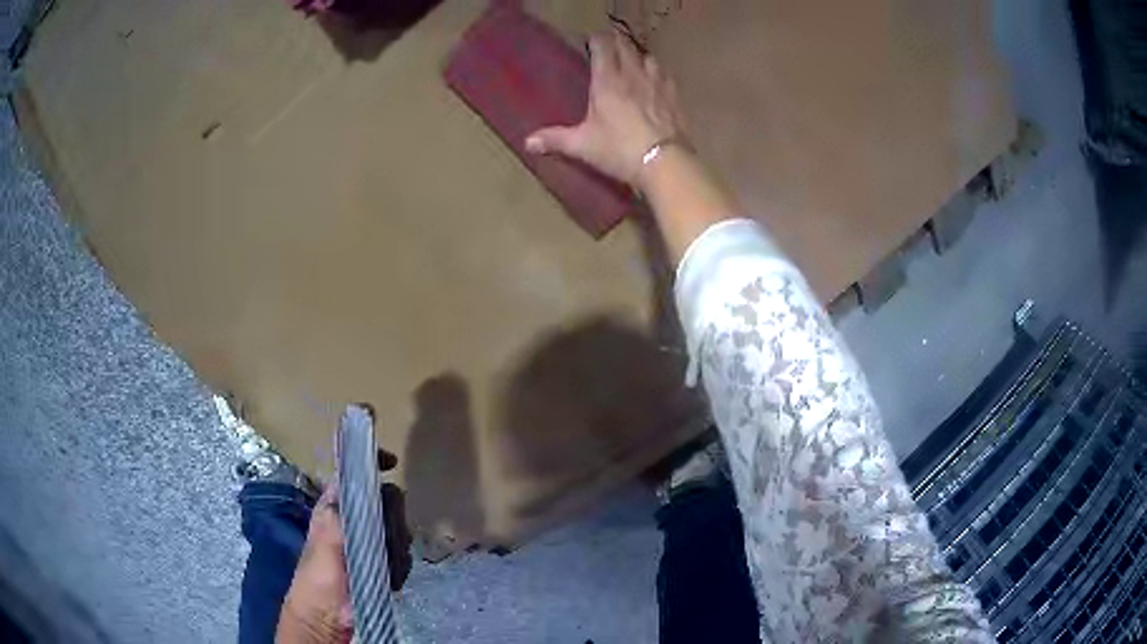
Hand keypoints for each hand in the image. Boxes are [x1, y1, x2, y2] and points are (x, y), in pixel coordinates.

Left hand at [276, 452, 412, 643]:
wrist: (328, 619)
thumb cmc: (318, 580)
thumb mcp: (324, 545)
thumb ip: (337, 516)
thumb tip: (351, 483)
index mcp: (335, 509)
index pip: (353, 476)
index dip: (370, 463)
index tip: (391, 462)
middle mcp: (354, 521)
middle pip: (385, 501)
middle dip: (393, 517)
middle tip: (389, 537)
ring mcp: (370, 543)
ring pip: (397, 528)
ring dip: (398, 546)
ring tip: (386, 566)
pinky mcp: (383, 564)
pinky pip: (403, 554)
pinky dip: (401, 565)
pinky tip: (390, 578)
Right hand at [525, 31, 686, 187]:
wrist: (665, 163)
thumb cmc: (619, 150)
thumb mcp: (583, 145)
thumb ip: (555, 139)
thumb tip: (528, 142)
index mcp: (608, 81)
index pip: (602, 47)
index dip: (596, 40)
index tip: (590, 41)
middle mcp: (633, 75)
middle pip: (626, 47)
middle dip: (617, 43)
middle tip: (609, 47)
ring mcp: (657, 84)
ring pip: (648, 58)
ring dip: (639, 57)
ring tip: (633, 63)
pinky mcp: (675, 98)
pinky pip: (667, 77)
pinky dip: (659, 75)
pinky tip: (656, 83)